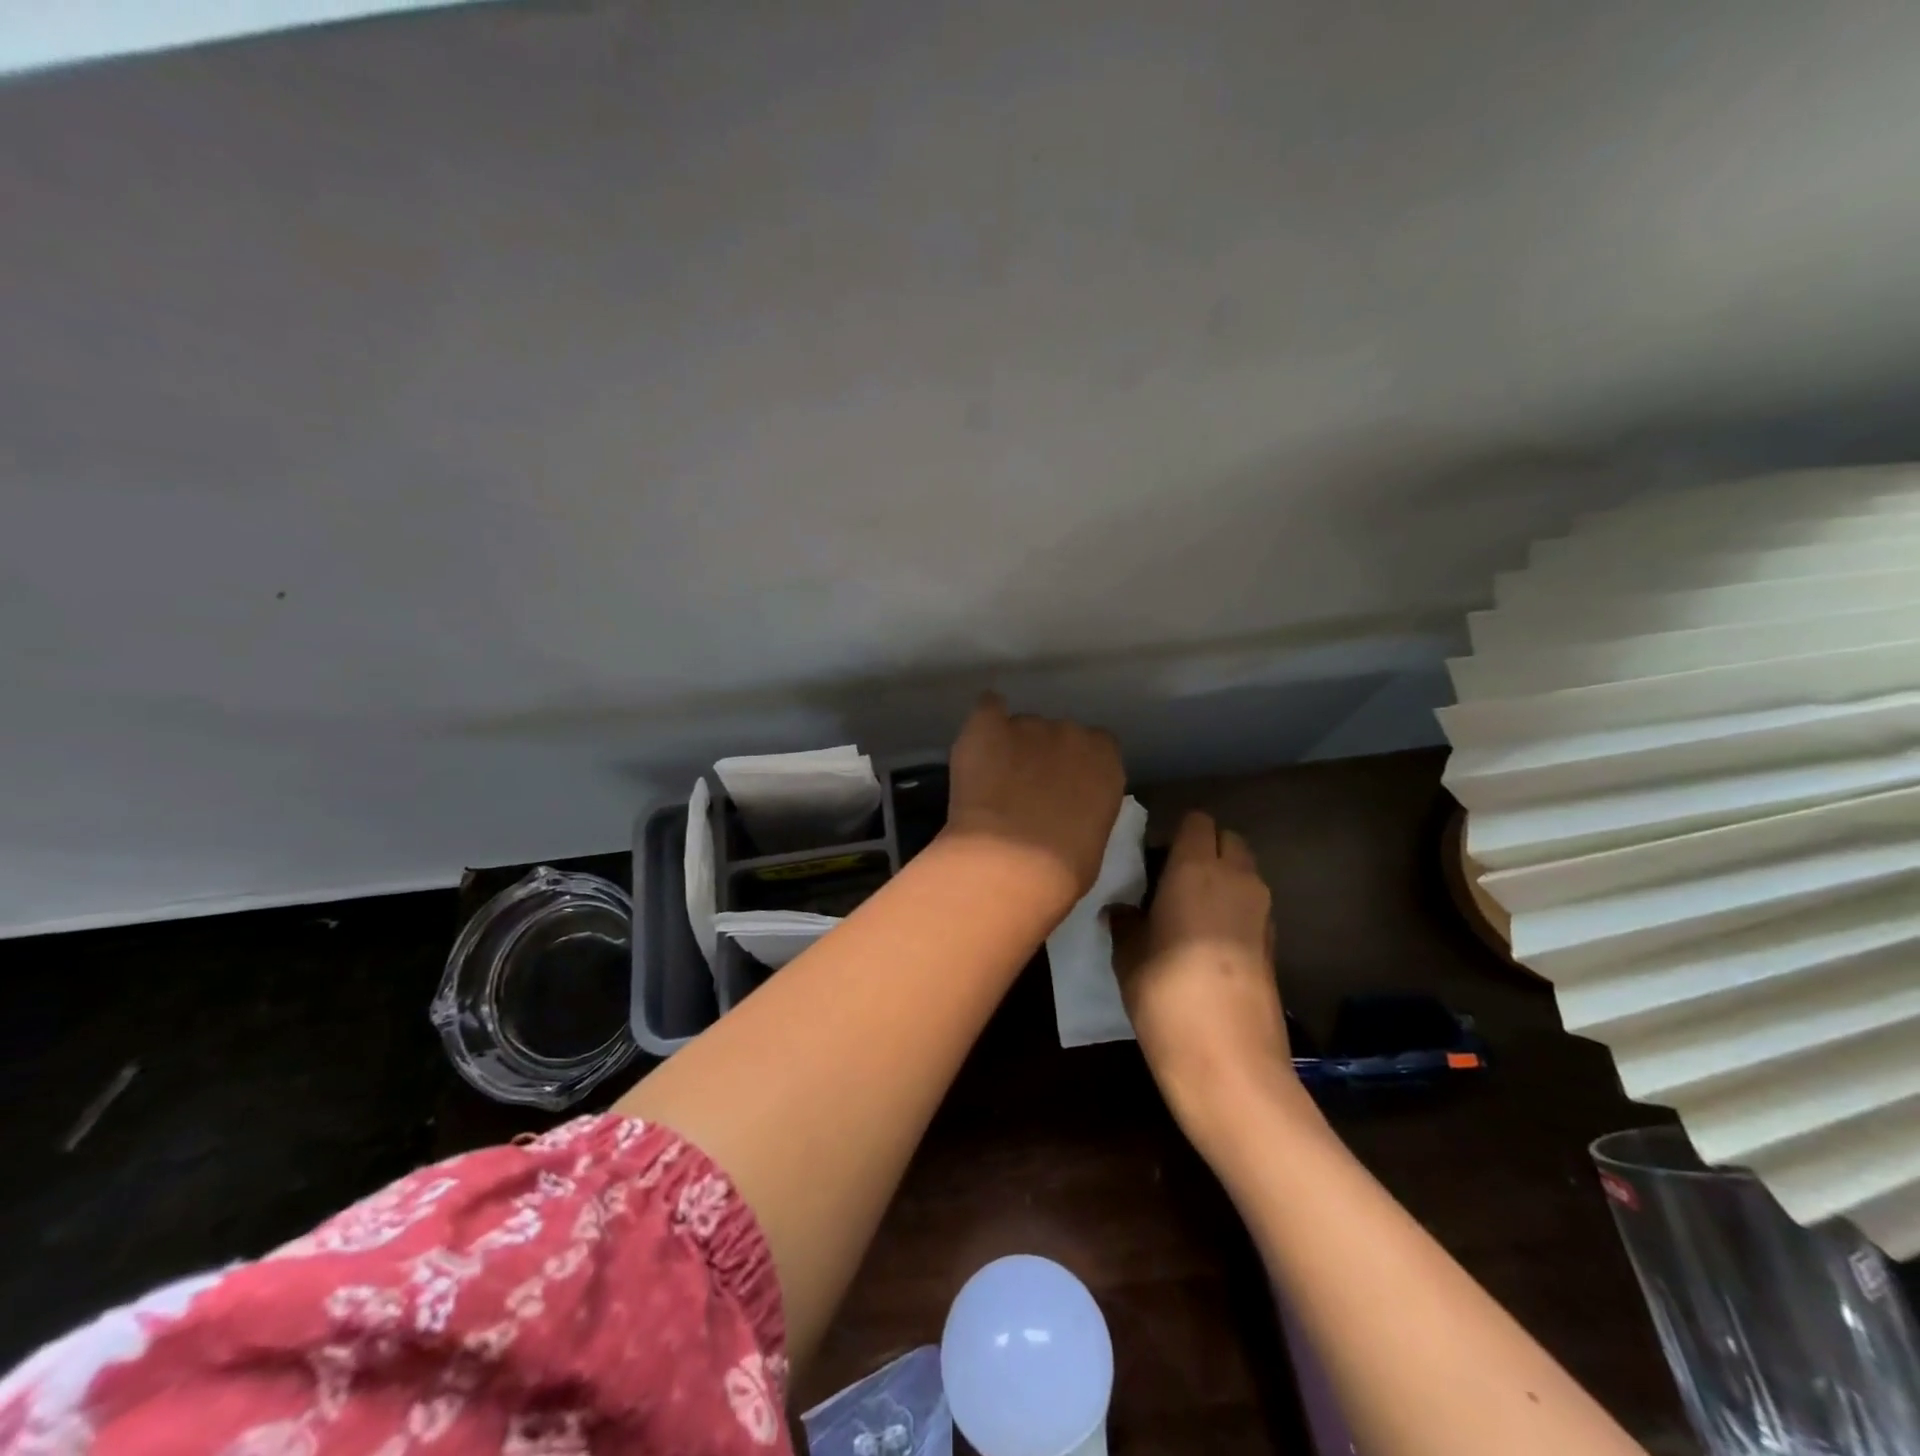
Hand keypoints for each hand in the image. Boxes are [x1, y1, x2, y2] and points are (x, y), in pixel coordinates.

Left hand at [941, 693, 1125, 909]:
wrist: (1013, 864)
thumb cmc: (1063, 868)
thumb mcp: (1092, 836)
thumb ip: (1085, 806)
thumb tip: (1067, 809)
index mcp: (1104, 759)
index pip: (1097, 744)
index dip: (1076, 764)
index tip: (1063, 786)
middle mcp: (1070, 732)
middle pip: (1056, 733)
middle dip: (1042, 755)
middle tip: (1024, 789)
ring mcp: (1028, 725)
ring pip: (1019, 727)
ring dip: (1010, 747)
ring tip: (992, 782)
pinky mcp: (987, 726)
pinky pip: (987, 708)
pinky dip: (984, 722)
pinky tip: (978, 742)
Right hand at [1111, 811, 1302, 1148]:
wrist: (1227, 1058)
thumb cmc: (1165, 991)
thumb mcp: (1128, 954)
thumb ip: (1125, 921)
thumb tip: (1122, 910)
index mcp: (1196, 867)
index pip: (1197, 821)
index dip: (1177, 832)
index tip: (1153, 857)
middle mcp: (1237, 878)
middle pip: (1229, 840)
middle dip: (1205, 849)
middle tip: (1171, 879)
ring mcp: (1262, 911)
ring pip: (1244, 873)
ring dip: (1221, 879)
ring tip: (1187, 912)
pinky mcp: (1275, 944)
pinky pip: (1252, 907)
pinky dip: (1233, 910)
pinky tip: (1207, 943)